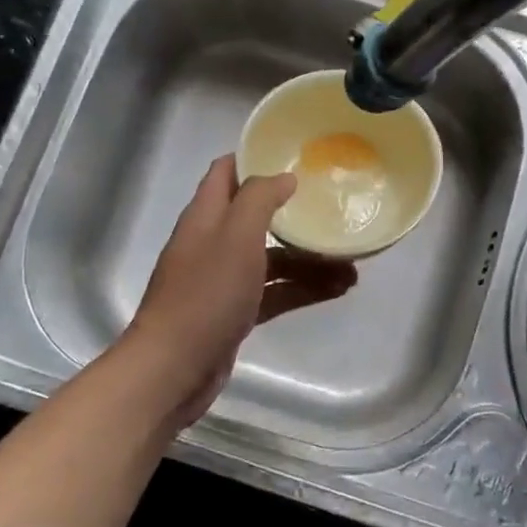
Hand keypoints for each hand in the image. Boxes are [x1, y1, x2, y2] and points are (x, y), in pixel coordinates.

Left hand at [127, 155, 356, 425]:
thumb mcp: (236, 235)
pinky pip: (275, 291)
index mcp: (205, 216)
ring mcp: (223, 280)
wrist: (174, 369)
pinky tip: (338, 290)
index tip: (296, 157)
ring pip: (272, 258)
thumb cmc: (206, 294)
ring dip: (308, 258)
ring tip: (352, 264)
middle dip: (295, 214)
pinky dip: (303, 288)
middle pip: (256, 216)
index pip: (226, 172)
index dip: (256, 158)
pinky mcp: (235, 312)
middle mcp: (213, 242)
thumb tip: (284, 177)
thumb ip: (259, 199)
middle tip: (334, 210)